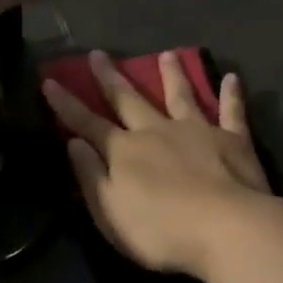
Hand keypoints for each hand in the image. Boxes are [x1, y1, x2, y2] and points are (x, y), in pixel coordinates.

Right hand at [43, 50, 272, 278]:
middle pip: (129, 99)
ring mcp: (197, 130)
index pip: (88, 123)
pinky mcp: (233, 139)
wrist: (226, 228)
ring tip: (167, 54)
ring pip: (180, 96)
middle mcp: (157, 130)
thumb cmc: (161, 229)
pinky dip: (231, 94)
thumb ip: (91, 175)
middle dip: (110, 77)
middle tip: (98, 53)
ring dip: (172, 75)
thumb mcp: (110, 212)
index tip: (50, 81)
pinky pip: (231, 111)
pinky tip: (232, 78)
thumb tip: (73, 142)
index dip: (67, 104)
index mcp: (125, 151)